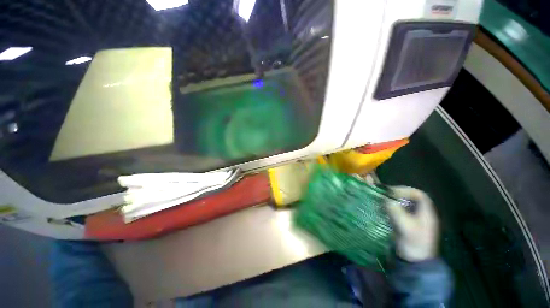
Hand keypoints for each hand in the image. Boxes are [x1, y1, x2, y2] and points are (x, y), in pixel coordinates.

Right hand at [385, 186, 438, 261]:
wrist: (415, 262)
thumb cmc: (413, 243)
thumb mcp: (405, 227)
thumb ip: (396, 211)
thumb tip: (385, 199)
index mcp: (426, 213)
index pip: (419, 195)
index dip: (406, 191)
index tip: (392, 193)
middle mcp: (421, 213)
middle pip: (410, 198)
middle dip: (397, 195)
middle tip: (385, 196)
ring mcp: (414, 219)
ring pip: (404, 204)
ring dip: (392, 201)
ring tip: (382, 202)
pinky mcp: (407, 224)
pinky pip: (399, 211)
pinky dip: (391, 208)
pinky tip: (383, 210)